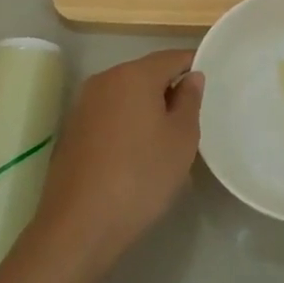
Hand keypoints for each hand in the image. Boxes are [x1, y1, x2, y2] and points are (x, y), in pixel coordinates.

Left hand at [30, 49, 203, 282]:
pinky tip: (137, 153)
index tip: (211, 85)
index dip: (194, 66)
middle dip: (169, 89)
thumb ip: (189, 100)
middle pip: (146, 73)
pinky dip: (126, 124)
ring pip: (126, 95)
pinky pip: (109, 114)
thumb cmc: (142, 176)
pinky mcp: (72, 130)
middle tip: (192, 118)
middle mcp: (104, 80)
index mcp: (134, 75)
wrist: (80, 225)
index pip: (172, 57)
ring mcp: (83, 105)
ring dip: (147, 108)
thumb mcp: (181, 139)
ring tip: (166, 138)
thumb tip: (191, 77)